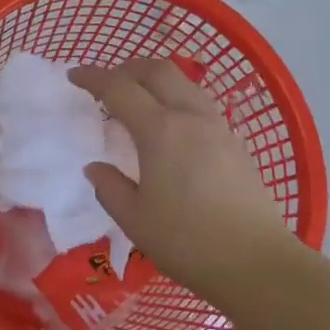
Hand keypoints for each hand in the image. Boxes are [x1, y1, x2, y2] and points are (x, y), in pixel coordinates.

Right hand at [69, 60, 298, 299]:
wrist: (255, 261)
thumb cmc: (187, 242)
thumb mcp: (135, 220)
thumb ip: (110, 187)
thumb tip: (96, 168)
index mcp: (160, 131)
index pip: (119, 89)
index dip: (93, 77)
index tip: (74, 75)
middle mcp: (190, 117)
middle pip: (158, 71)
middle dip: (128, 68)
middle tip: (108, 83)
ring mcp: (218, 126)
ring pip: (185, 83)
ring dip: (157, 80)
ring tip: (140, 100)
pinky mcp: (236, 142)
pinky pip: (201, 104)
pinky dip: (178, 99)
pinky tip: (173, 127)